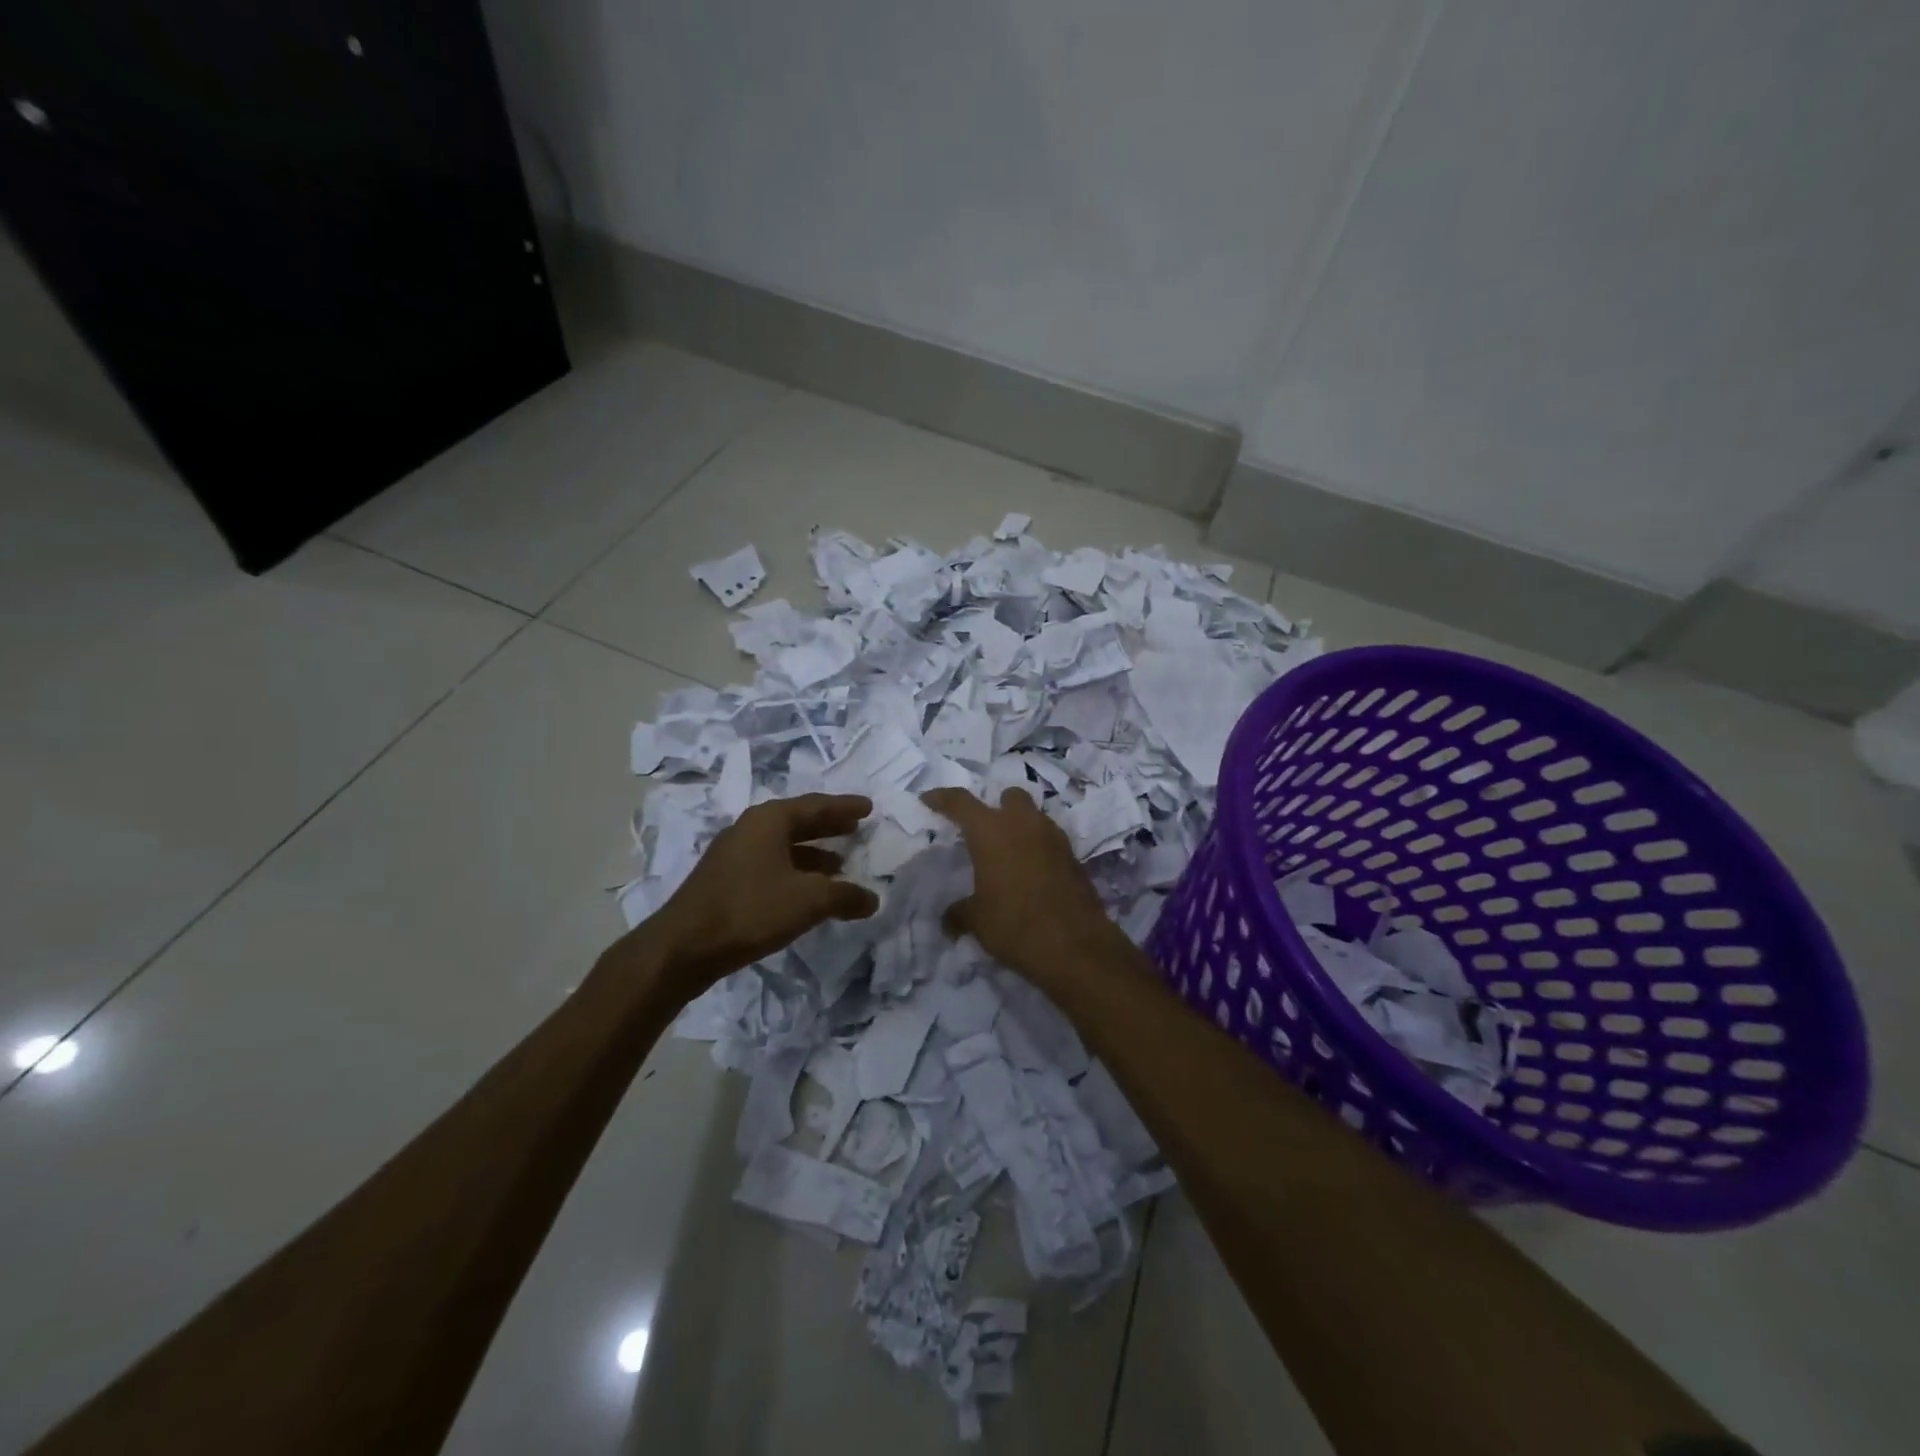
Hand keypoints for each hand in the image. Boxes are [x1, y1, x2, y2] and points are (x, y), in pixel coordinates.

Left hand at [650, 793, 879, 982]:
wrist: (684, 947)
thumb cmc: (751, 910)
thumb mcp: (808, 901)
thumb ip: (845, 896)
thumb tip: (872, 899)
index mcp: (769, 820)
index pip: (816, 805)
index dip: (845, 807)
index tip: (868, 808)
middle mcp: (750, 829)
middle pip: (798, 821)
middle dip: (828, 826)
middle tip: (855, 828)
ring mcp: (733, 854)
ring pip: (782, 845)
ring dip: (812, 853)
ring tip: (839, 865)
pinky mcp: (725, 880)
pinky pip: (770, 864)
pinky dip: (794, 871)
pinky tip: (806, 892)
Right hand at [921, 786, 1119, 983]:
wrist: (1075, 945)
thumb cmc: (1014, 924)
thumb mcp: (977, 920)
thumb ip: (959, 913)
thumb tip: (949, 920)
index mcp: (991, 831)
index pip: (960, 802)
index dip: (942, 798)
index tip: (929, 799)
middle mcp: (1023, 824)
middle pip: (1009, 797)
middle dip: (997, 806)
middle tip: (984, 830)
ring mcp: (1053, 837)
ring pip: (1034, 817)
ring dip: (1020, 827)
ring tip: (1008, 855)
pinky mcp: (1073, 856)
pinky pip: (1050, 841)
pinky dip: (1038, 849)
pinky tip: (1031, 873)